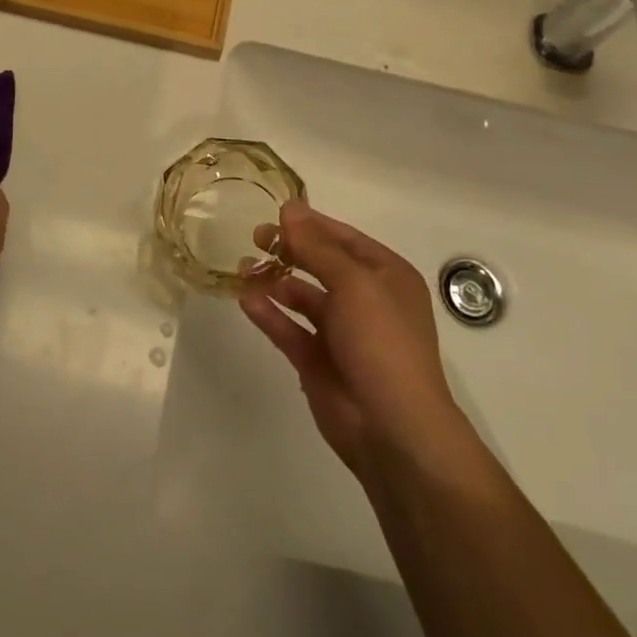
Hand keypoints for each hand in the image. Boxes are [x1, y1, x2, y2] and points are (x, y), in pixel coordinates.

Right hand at [241, 202, 467, 479]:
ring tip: (244, 268)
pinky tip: (246, 300)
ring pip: (303, 297)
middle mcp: (366, 300)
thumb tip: (289, 209)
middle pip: (321, 265)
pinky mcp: (318, 362)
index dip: (311, 224)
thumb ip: (316, 246)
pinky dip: (269, 314)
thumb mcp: (353, 283)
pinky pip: (289, 329)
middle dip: (290, 250)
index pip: (344, 239)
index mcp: (386, 276)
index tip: (275, 213)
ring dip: (275, 281)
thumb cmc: (381, 341)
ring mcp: (341, 333)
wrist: (392, 427)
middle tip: (255, 238)